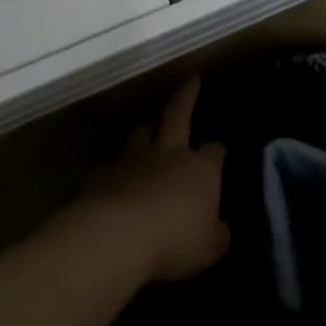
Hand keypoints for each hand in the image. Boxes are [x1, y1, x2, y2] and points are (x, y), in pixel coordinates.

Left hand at [82, 77, 229, 282]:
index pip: (215, 152)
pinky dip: (116, 169)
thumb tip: (219, 229)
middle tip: (191, 78)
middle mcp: (168, 154)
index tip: (221, 148)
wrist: (119, 233)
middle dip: (186, 96)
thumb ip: (215, 234)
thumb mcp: (210, 247)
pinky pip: (112, 165)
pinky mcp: (104, 173)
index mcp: (199, 169)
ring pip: (140, 133)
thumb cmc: (175, 239)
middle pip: (178, 114)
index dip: (219, 150)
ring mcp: (134, 159)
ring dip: (145, 130)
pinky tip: (114, 178)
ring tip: (145, 128)